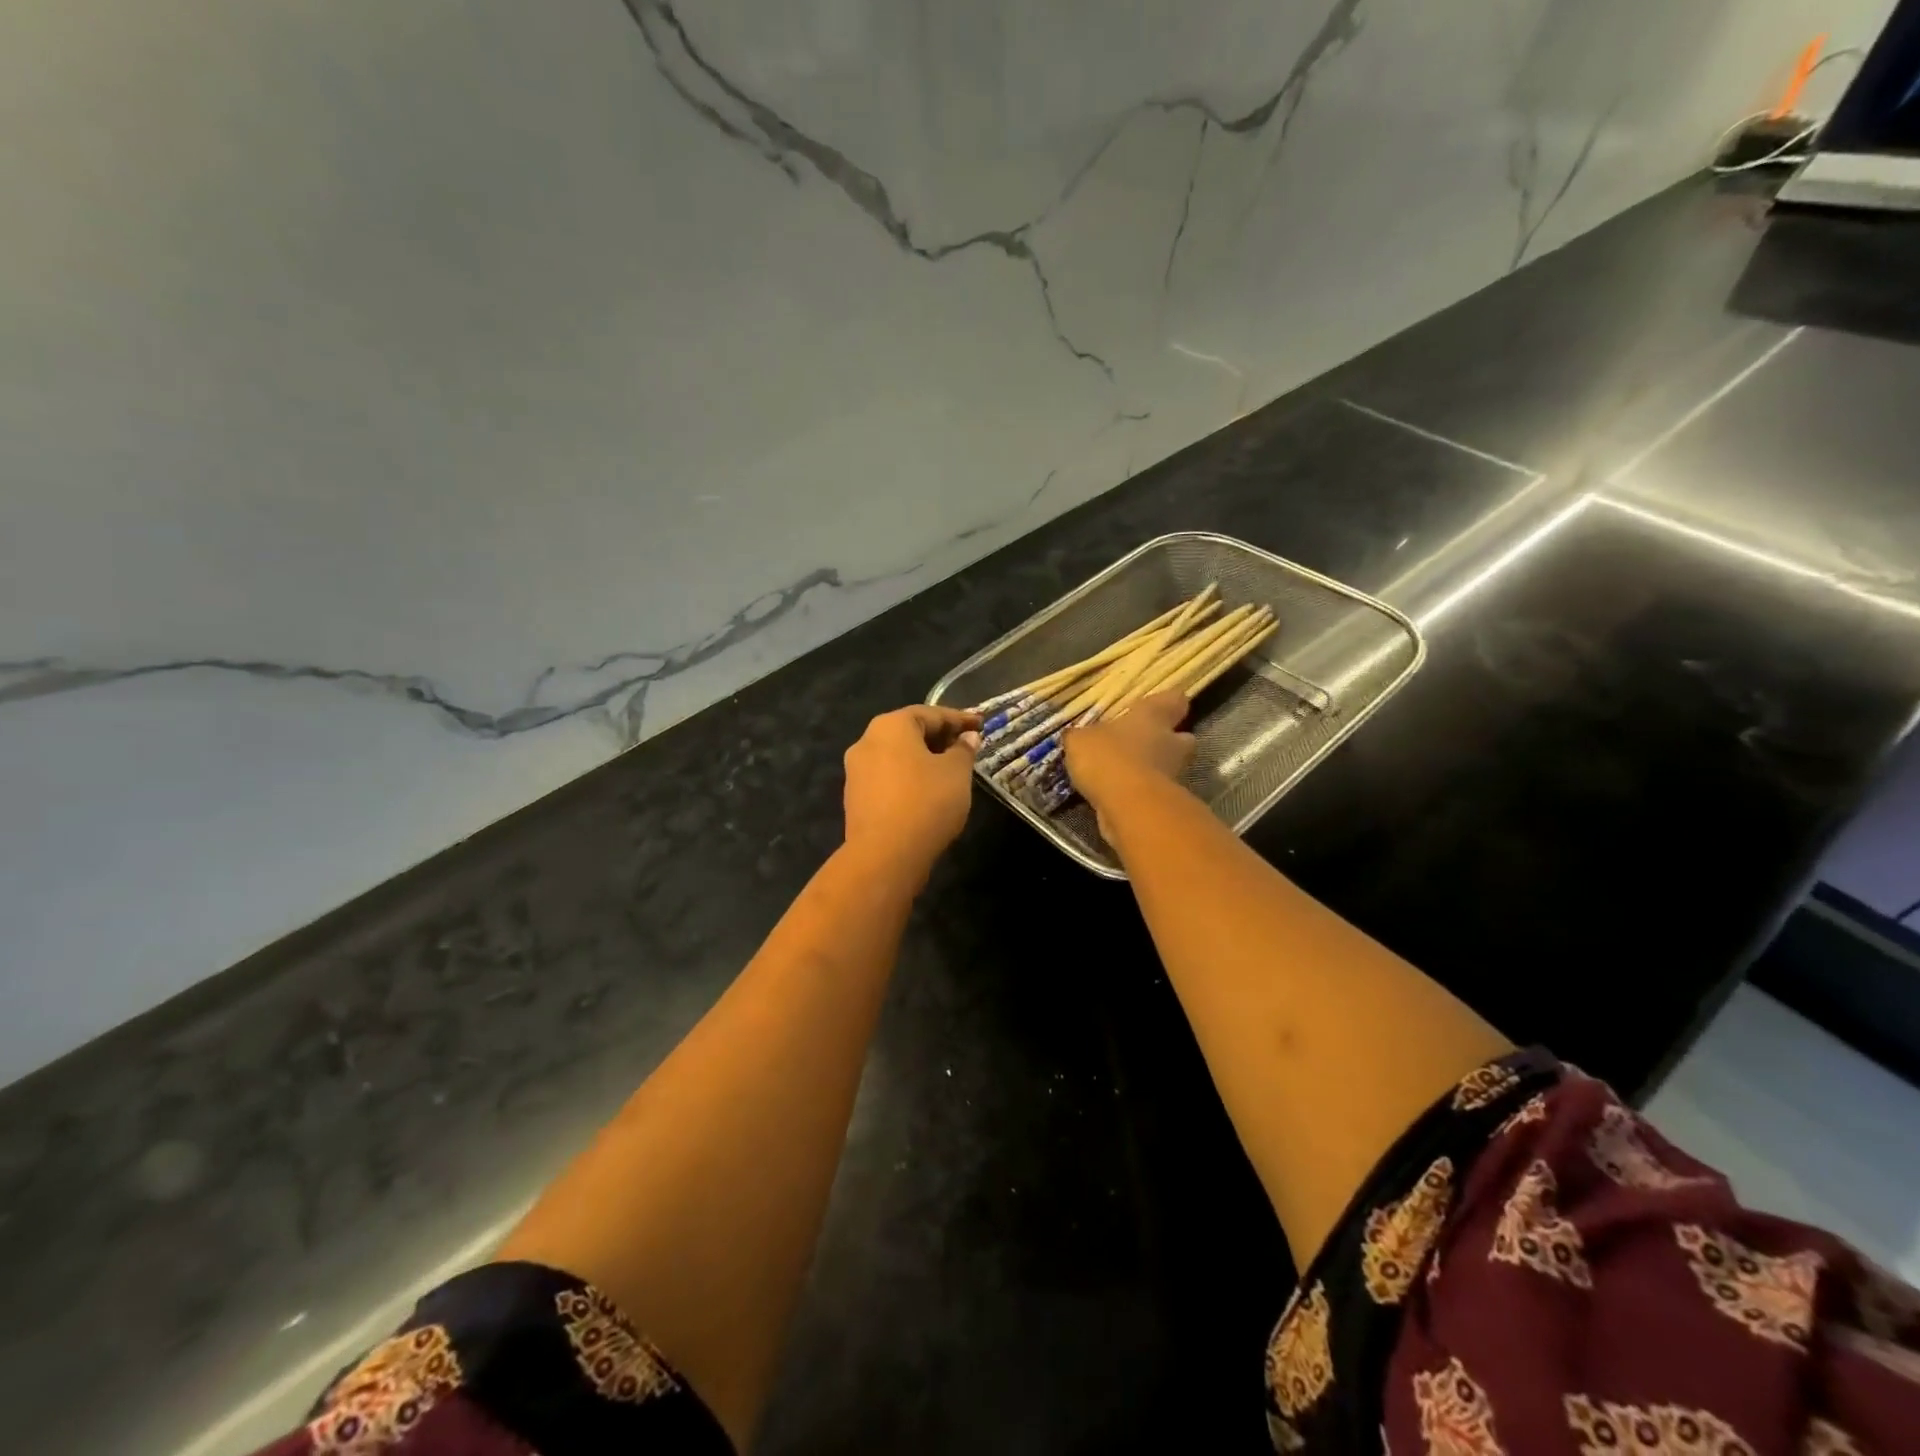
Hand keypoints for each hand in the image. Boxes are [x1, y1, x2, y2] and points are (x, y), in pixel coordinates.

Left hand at [842, 706, 982, 882]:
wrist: (885, 855)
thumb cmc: (926, 802)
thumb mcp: (956, 773)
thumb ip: (963, 750)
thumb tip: (967, 738)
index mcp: (890, 726)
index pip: (931, 713)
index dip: (959, 719)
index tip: (980, 724)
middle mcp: (867, 741)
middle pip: (909, 732)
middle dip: (939, 738)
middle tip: (966, 746)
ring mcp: (856, 771)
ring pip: (897, 757)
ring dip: (924, 759)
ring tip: (951, 771)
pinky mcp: (855, 799)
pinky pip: (888, 779)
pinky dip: (909, 778)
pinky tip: (929, 792)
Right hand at [1064, 691, 1195, 831]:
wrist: (1128, 806)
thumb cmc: (1108, 757)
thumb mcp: (1080, 740)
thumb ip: (1082, 736)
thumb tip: (1076, 736)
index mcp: (1153, 717)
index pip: (1174, 700)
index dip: (1168, 702)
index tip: (1159, 706)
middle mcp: (1170, 743)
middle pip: (1182, 738)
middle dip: (1167, 742)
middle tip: (1143, 744)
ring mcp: (1172, 775)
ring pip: (1167, 767)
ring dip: (1151, 770)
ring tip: (1121, 774)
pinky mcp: (1165, 804)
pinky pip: (1152, 792)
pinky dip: (1138, 793)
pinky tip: (1115, 795)